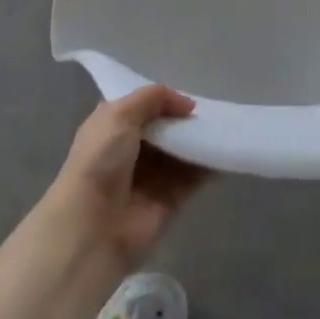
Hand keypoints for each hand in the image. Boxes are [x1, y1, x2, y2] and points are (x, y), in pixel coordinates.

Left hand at [46, 85, 208, 268]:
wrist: (93, 228)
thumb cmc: (100, 161)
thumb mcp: (120, 114)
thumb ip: (154, 97)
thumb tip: (187, 105)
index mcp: (112, 127)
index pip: (142, 106)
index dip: (164, 98)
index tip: (190, 90)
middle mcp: (131, 150)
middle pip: (166, 128)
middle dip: (186, 118)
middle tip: (214, 107)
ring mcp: (151, 176)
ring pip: (182, 151)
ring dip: (200, 139)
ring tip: (225, 124)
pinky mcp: (170, 200)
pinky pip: (195, 177)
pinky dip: (211, 164)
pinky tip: (227, 149)